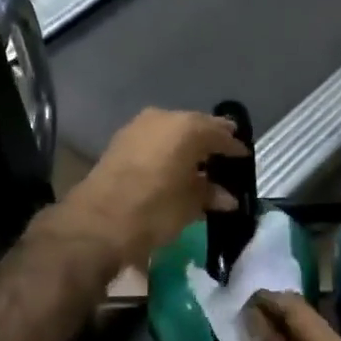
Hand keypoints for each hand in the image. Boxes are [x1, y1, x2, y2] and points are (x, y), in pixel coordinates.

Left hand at [57, 108, 245, 270]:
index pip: (220, 133)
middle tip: (223, 158)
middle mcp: (163, 118)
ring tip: (198, 166)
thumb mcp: (189, 205)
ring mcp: (138, 127)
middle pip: (195, 127)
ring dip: (185, 146)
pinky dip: (166, 151)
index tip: (243, 158)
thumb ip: (210, 194)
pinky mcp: (119, 142)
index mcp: (187, 128)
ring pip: (172, 132)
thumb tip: (227, 197)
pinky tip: (172, 169)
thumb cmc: (154, 210)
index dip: (234, 147)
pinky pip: (154, 141)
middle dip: (209, 142)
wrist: (97, 222)